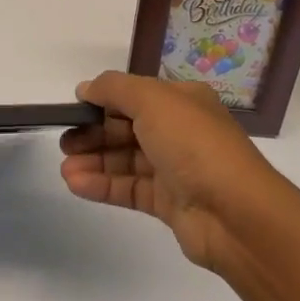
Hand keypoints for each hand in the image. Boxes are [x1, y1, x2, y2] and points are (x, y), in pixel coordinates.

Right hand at [59, 71, 287, 270]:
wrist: (235, 213)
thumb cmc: (193, 144)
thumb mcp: (152, 100)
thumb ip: (114, 89)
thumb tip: (86, 88)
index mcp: (182, 101)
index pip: (135, 95)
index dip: (103, 101)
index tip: (72, 109)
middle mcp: (180, 131)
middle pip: (128, 128)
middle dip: (94, 134)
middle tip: (64, 144)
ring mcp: (176, 169)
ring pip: (126, 160)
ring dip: (94, 162)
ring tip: (64, 169)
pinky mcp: (170, 203)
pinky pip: (130, 188)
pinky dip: (103, 185)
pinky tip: (77, 184)